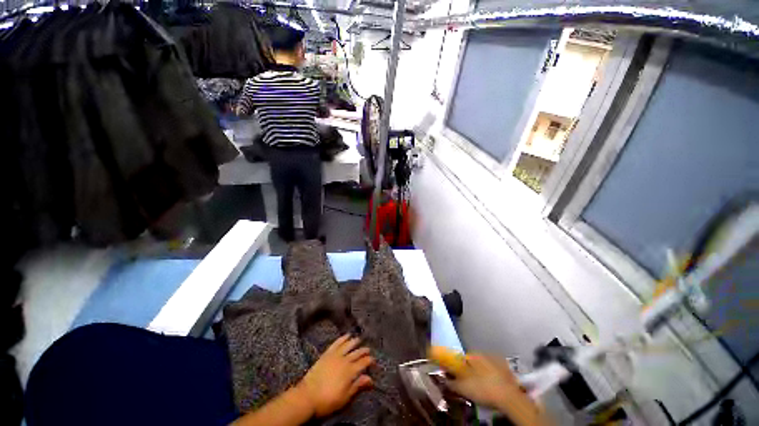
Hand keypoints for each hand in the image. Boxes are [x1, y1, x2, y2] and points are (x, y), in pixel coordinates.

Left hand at [296, 334, 373, 417]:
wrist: (308, 396)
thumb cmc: (328, 400)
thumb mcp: (345, 397)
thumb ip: (358, 386)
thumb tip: (371, 379)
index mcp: (350, 371)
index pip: (364, 362)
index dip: (370, 361)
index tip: (374, 360)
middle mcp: (345, 360)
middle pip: (357, 352)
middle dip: (364, 351)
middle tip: (368, 350)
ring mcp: (335, 355)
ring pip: (348, 345)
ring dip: (355, 341)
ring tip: (359, 339)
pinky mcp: (327, 353)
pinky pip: (337, 342)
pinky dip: (343, 338)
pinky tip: (346, 335)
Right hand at [435, 352, 549, 425]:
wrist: (509, 397)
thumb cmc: (483, 389)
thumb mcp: (464, 388)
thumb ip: (452, 383)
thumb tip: (443, 380)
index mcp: (473, 355)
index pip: (461, 357)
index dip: (457, 366)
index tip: (456, 376)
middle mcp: (484, 353)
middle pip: (473, 360)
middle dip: (469, 369)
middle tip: (468, 382)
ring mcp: (497, 360)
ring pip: (484, 364)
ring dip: (481, 371)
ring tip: (480, 385)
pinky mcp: (507, 368)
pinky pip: (494, 369)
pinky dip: (491, 375)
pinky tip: (491, 385)